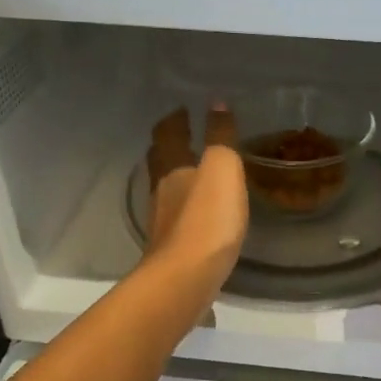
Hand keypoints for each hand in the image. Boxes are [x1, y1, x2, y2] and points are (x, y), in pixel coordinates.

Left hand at [145, 104, 247, 306]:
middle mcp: (161, 192)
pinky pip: (176, 218)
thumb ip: (220, 136)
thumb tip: (215, 102)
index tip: (181, 109)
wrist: (186, 279)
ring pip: (165, 190)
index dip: (174, 120)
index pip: (168, 135)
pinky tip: (198, 215)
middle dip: (168, 147)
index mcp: (173, 168)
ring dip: (175, 178)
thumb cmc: (207, 218)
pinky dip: (184, 208)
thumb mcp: (222, 169)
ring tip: (193, 173)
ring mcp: (163, 223)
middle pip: (159, 162)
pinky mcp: (171, 249)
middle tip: (181, 136)